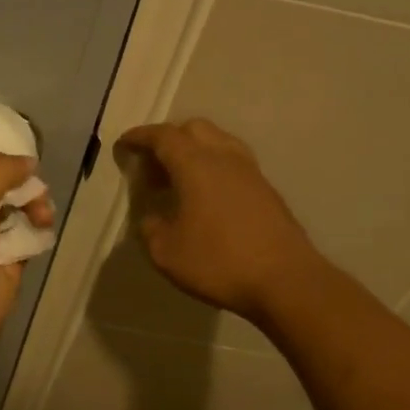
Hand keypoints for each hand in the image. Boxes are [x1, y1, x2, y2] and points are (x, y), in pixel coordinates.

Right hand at [115, 118, 319, 324]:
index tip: (124, 144)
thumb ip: (151, 229)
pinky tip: (205, 197)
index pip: (163, 137)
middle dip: (168, 139)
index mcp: (196, 165)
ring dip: (194, 151)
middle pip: (194, 129)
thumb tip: (153, 218)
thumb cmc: (219, 262)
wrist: (285, 280)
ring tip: (178, 180)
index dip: (140, 137)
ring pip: (218, 142)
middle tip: (151, 166)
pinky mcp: (267, 190)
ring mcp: (251, 172)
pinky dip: (212, 167)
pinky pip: (233, 163)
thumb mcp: (166, 253)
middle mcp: (225, 158)